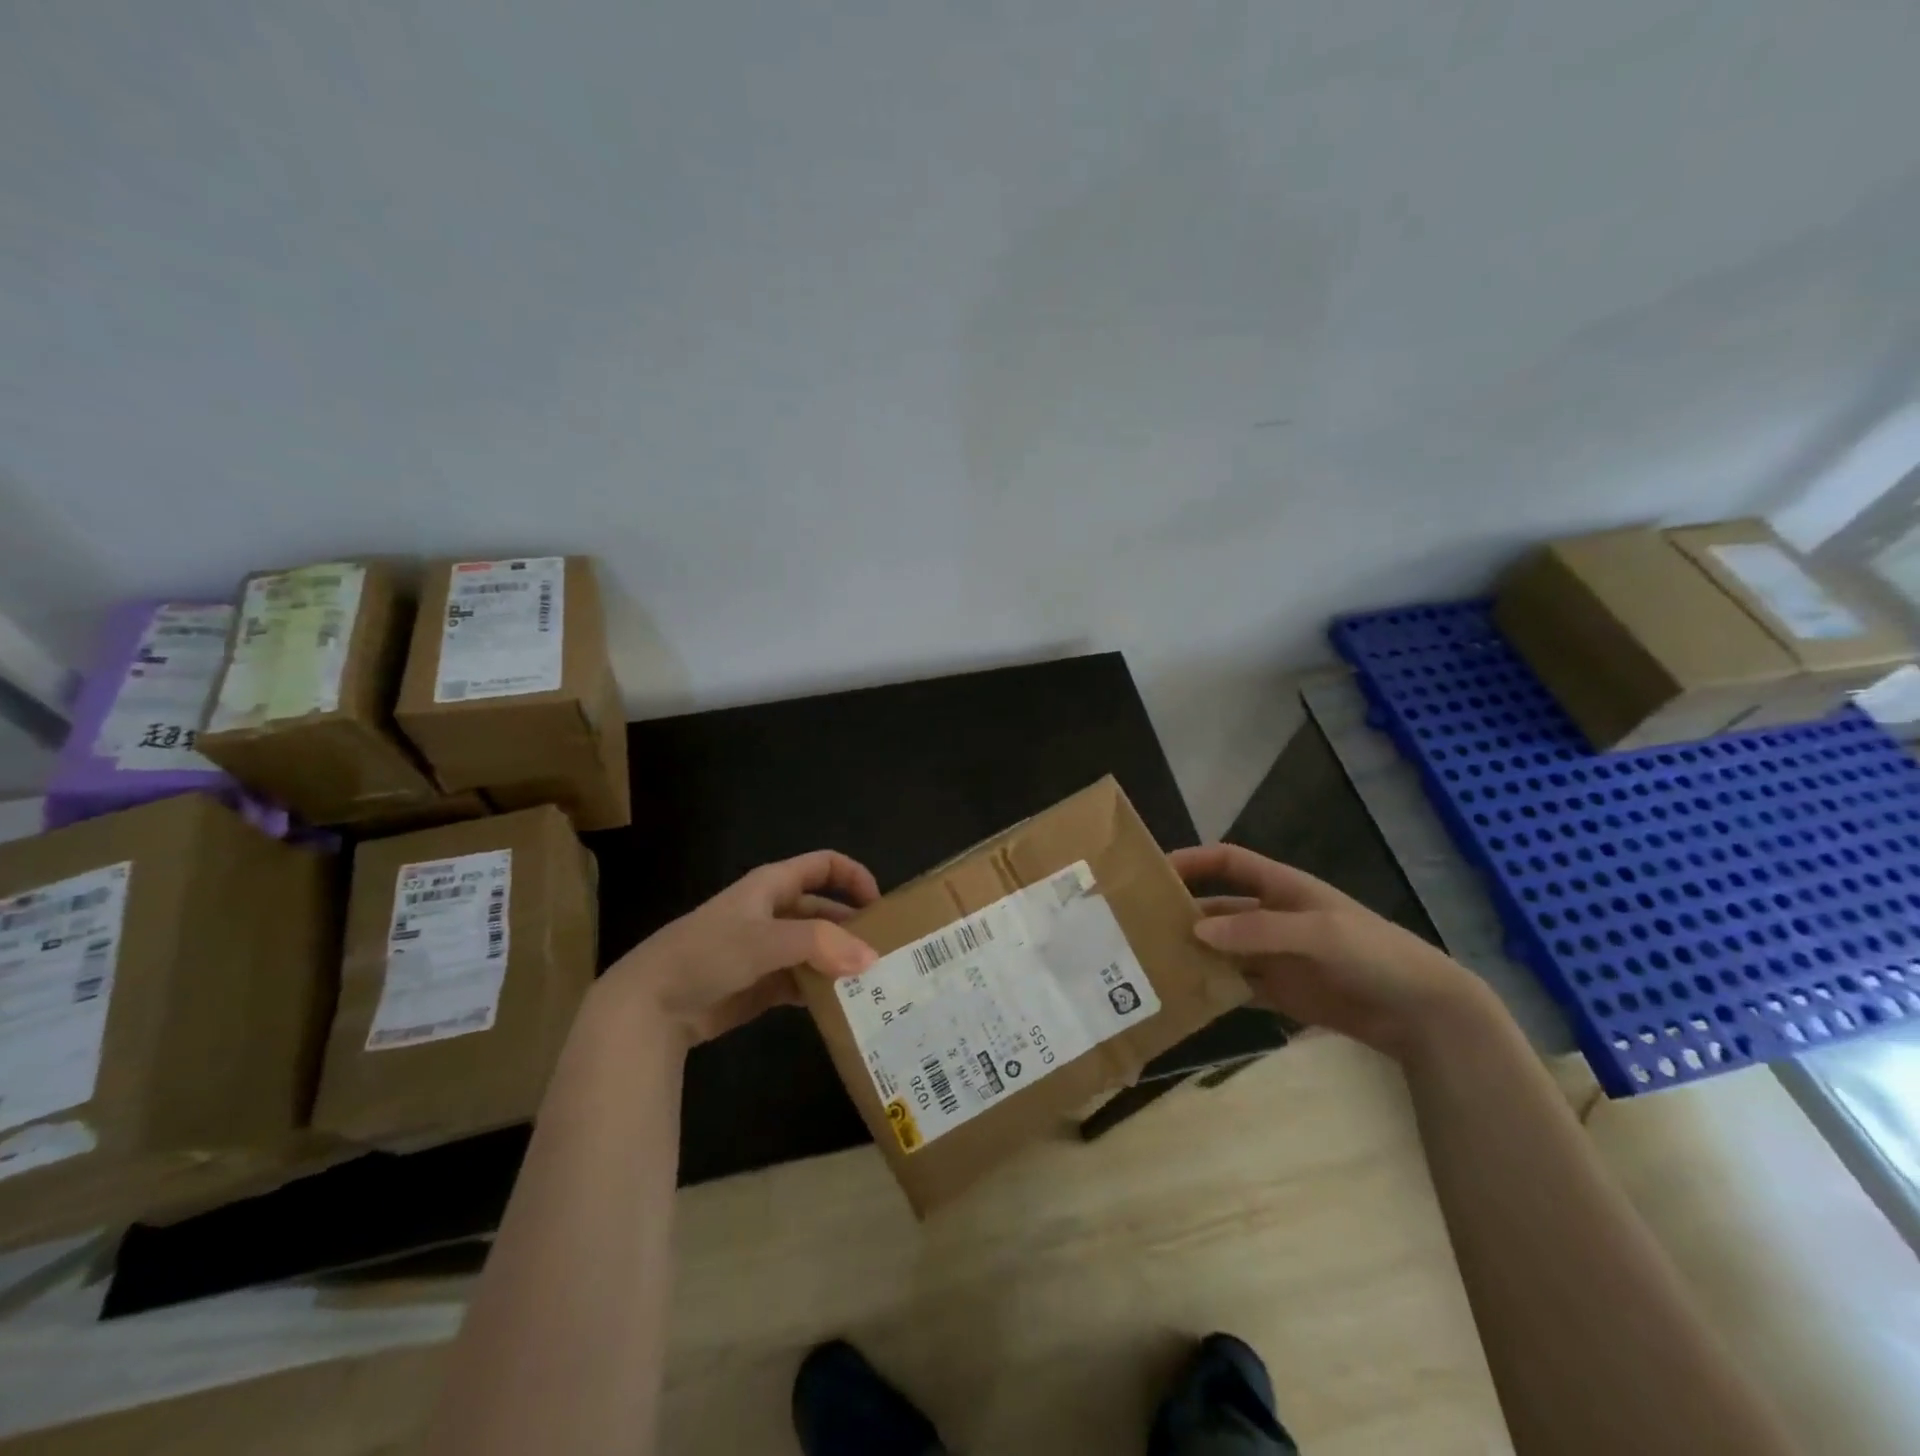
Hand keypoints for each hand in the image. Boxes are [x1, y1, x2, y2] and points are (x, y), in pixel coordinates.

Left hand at [602, 850, 881, 1045]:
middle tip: (887, 955)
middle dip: (854, 928)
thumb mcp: (765, 940)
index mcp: (773, 886)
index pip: (824, 865)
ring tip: (875, 984)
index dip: (855, 877)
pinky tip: (843, 1006)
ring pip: (817, 949)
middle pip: (825, 911)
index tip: (881, 907)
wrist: (650, 1006)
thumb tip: (871, 957)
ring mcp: (768, 950)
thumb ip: (821, 945)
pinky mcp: (762, 984)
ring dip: (841, 963)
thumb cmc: (707, 954)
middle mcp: (774, 912)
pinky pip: (803, 981)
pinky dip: (823, 990)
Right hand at [1170, 844, 1486, 1058]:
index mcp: (1281, 888)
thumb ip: (1258, 932)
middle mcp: (1270, 917)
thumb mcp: (1318, 934)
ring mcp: (1273, 956)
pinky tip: (1185, 995)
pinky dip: (1211, 987)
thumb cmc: (1373, 954)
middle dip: (1181, 912)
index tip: (1153, 871)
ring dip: (1192, 952)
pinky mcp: (1279, 991)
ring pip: (1220, 948)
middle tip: (1140, 926)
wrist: (1422, 1012)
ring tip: (1153, 963)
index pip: (1227, 862)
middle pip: (1215, 908)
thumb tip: (1196, 932)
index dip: (1192, 860)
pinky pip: (1235, 984)